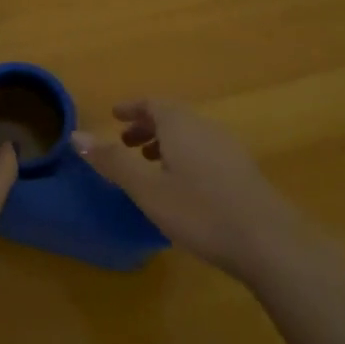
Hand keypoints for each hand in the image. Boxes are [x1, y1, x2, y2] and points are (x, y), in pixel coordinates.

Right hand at [73, 99, 305, 280]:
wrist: (267, 240)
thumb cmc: (199, 211)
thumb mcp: (147, 189)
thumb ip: (112, 161)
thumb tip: (76, 135)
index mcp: (181, 125)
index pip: (153, 103)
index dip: (132, 108)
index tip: (114, 116)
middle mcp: (205, 128)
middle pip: (172, 116)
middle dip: (146, 126)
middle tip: (124, 143)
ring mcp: (228, 148)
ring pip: (190, 134)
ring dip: (165, 142)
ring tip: (148, 164)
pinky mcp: (241, 171)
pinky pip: (204, 150)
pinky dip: (183, 155)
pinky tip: (181, 185)